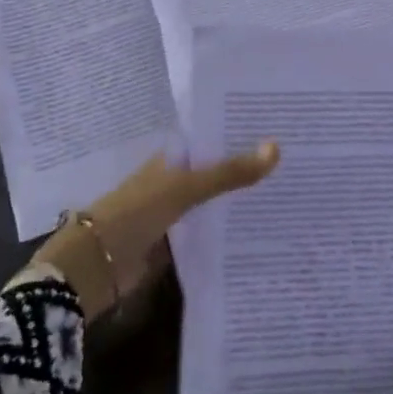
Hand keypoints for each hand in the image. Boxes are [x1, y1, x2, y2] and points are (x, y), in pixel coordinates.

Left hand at [40, 142, 279, 319]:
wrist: (96, 264)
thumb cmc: (137, 211)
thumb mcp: (186, 187)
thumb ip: (229, 172)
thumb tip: (277, 148)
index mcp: (173, 156)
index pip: (213, 137)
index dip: (242, 133)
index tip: (281, 129)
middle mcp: (176, 179)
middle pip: (218, 170)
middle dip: (249, 168)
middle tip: (295, 161)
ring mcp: (177, 211)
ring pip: (217, 201)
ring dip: (242, 200)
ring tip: (290, 192)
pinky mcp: (178, 242)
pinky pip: (211, 231)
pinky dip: (232, 230)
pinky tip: (264, 229)